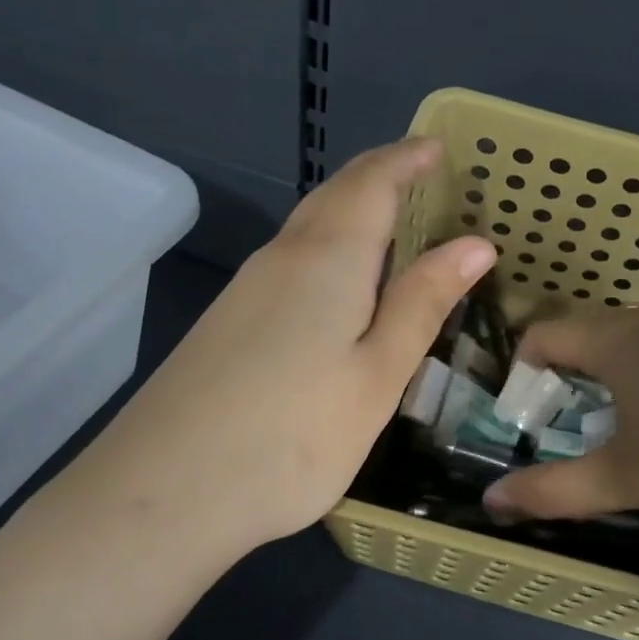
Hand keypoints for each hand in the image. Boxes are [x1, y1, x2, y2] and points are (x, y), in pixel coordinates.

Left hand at [77, 138, 494, 561]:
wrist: (165, 493)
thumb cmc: (293, 436)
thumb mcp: (377, 374)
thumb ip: (422, 303)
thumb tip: (474, 244)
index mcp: (327, 259)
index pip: (372, 182)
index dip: (407, 159)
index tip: (438, 146)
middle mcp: (281, 258)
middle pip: (334, 196)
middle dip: (379, 176)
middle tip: (422, 177)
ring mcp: (245, 291)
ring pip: (308, 230)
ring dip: (352, 213)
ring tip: (395, 227)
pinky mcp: (227, 323)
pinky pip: (290, 264)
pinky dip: (328, 251)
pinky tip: (341, 287)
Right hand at [483, 306, 638, 520]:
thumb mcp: (626, 477)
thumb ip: (554, 490)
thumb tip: (492, 500)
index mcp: (613, 339)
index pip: (541, 335)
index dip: (521, 373)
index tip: (525, 417)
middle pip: (582, 336)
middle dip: (562, 378)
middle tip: (563, 429)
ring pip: (626, 341)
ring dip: (606, 377)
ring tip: (614, 427)